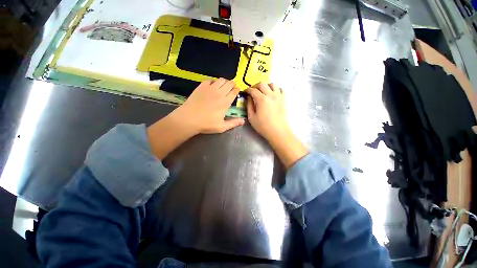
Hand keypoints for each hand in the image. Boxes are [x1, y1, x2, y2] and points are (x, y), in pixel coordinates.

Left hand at [147, 78, 243, 159]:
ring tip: (223, 86)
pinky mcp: (201, 87)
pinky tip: (212, 86)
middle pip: (229, 83)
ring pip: (221, 80)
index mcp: (225, 102)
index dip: (237, 90)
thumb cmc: (206, 124)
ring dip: (224, 82)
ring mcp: (210, 88)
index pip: (234, 92)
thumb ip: (233, 123)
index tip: (237, 90)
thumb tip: (243, 121)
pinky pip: (210, 80)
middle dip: (232, 84)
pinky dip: (213, 82)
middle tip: (232, 87)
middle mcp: (219, 93)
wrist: (189, 119)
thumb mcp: (222, 127)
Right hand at [246, 82, 288, 140]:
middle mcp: (271, 95)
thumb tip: (249, 97)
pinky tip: (272, 94)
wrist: (278, 131)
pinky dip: (276, 89)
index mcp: (262, 99)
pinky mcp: (284, 99)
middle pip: (262, 84)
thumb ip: (249, 105)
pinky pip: (280, 89)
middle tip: (253, 91)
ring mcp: (279, 96)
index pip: (253, 90)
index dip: (247, 90)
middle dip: (255, 86)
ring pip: (272, 84)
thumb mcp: (252, 117)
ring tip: (263, 92)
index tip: (245, 92)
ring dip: (266, 86)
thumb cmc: (263, 126)